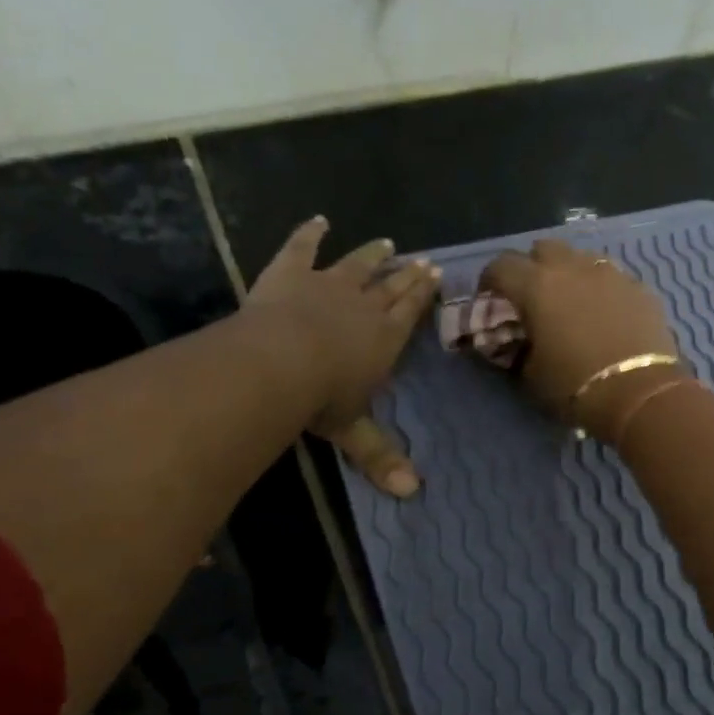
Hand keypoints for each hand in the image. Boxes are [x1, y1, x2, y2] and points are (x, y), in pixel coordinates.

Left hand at [245, 216, 440, 496]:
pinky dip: (310, 233)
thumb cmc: (321, 399)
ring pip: (356, 264)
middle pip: (390, 285)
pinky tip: (319, 220)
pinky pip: (302, 247)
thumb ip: (380, 457)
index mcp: (384, 338)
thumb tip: (412, 494)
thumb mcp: (353, 431)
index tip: (436, 273)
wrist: (277, 364)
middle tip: (423, 260)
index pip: (410, 311)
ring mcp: (327, 285)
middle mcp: (363, 306)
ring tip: (387, 243)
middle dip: (407, 273)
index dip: (423, 293)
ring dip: (371, 254)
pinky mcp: (290, 273)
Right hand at [479, 239, 679, 441]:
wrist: (640, 393)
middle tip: (532, 295)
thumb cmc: (576, 386)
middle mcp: (572, 268)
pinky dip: (601, 288)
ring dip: (570, 272)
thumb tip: (520, 342)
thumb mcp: (531, 375)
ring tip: (571, 299)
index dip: (490, 280)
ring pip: (582, 257)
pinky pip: (613, 276)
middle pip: (543, 248)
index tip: (490, 298)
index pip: (501, 265)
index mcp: (537, 286)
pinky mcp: (640, 287)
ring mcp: (611, 273)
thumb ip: (520, 349)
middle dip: (532, 266)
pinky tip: (605, 312)